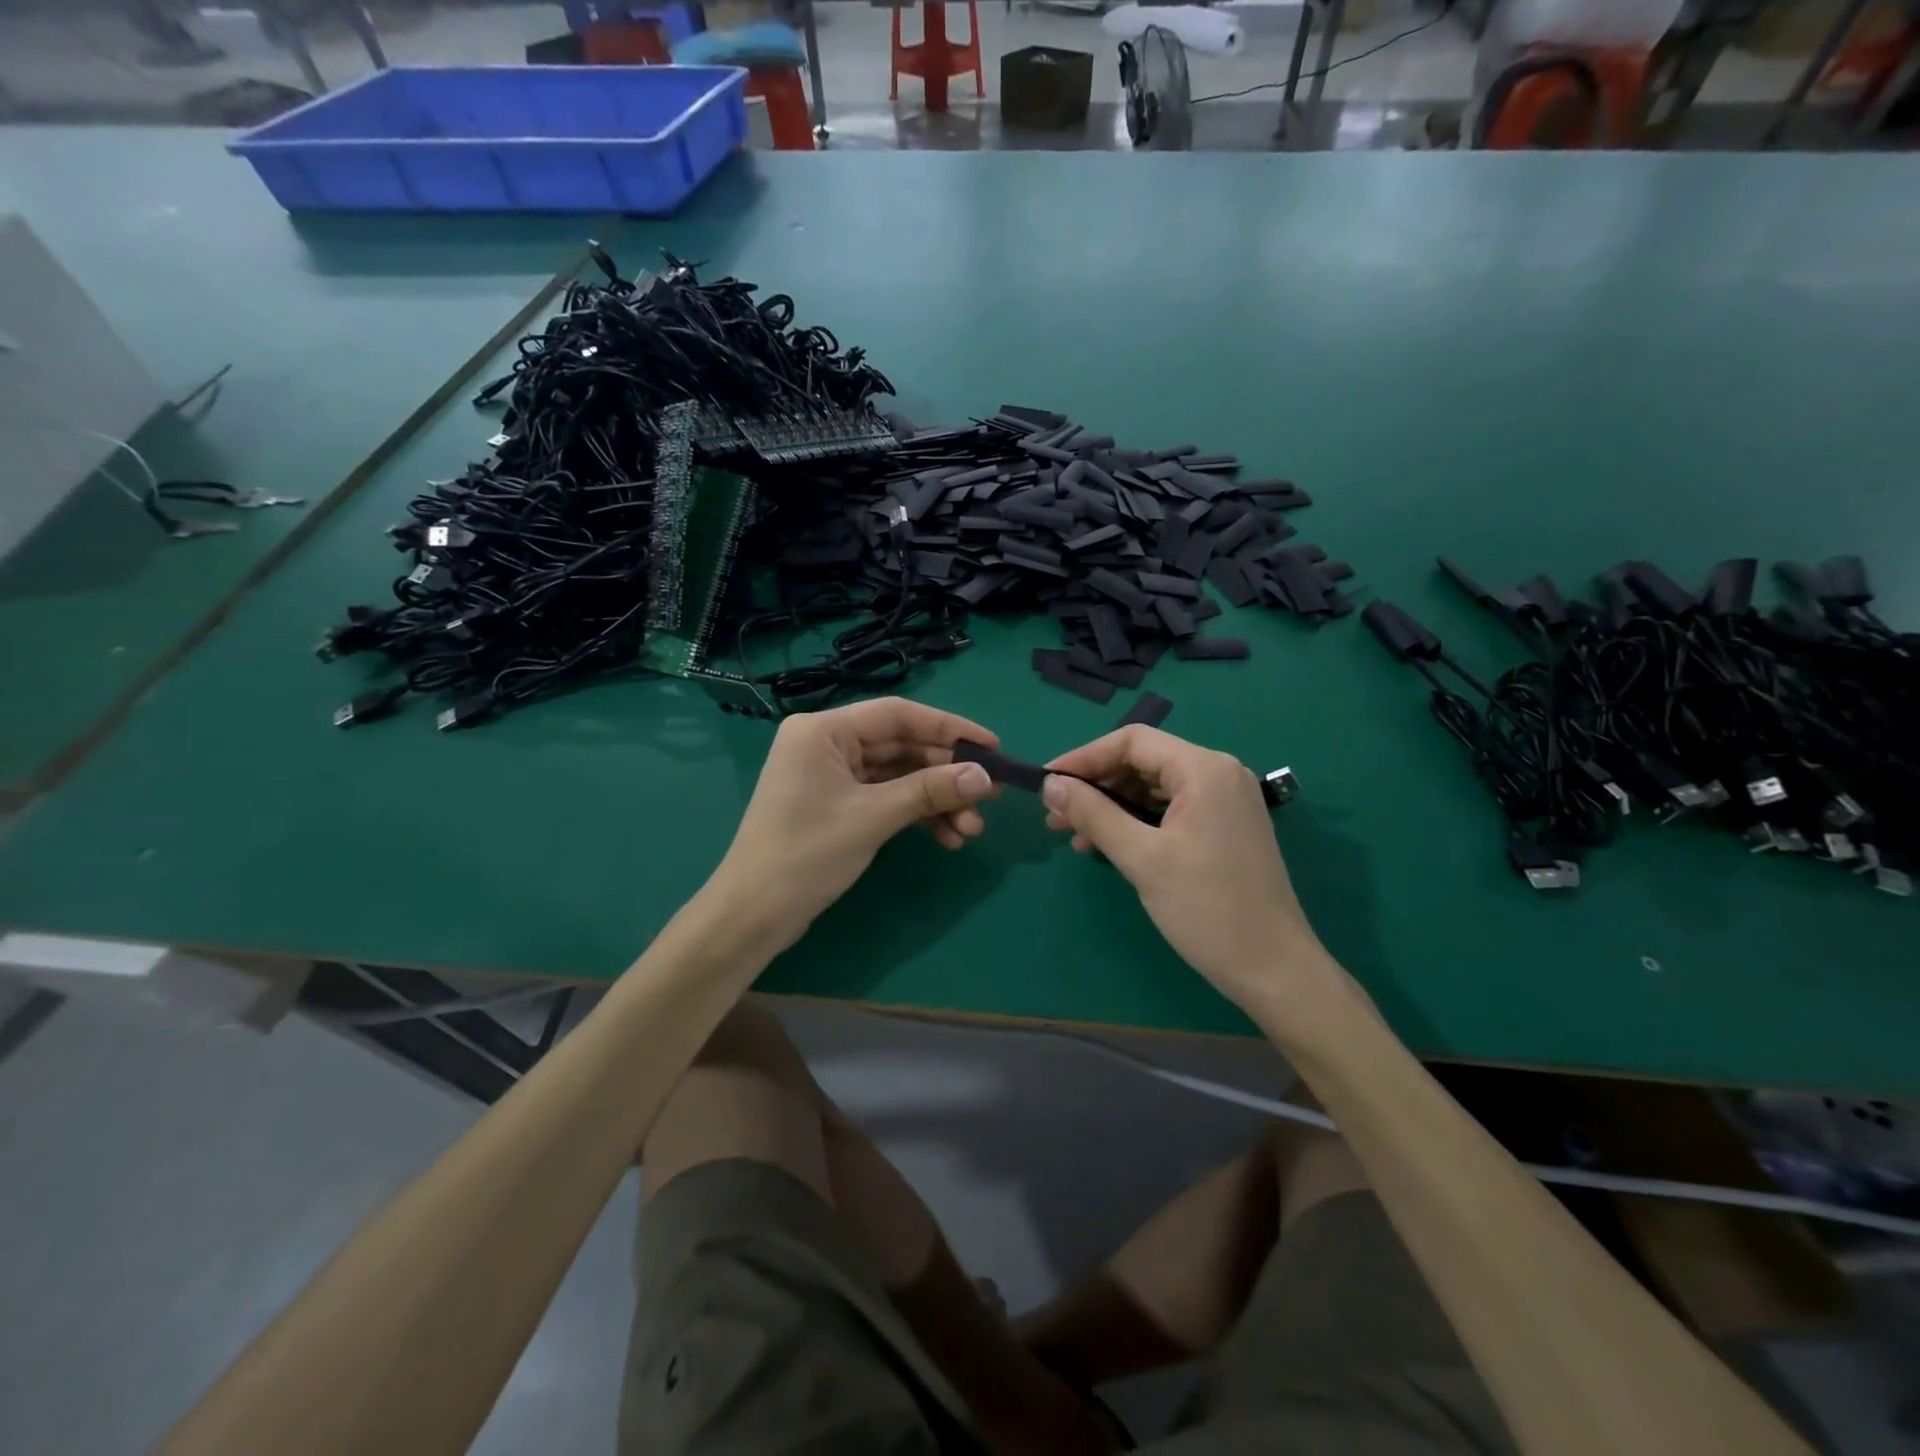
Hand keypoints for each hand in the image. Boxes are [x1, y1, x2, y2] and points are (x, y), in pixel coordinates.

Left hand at [710, 698, 999, 951]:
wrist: (753, 916)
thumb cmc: (806, 854)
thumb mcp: (873, 817)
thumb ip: (930, 790)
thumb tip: (985, 777)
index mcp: (824, 730)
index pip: (898, 715)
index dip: (949, 728)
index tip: (991, 746)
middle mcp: (827, 744)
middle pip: (901, 747)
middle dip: (946, 774)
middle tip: (991, 795)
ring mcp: (832, 776)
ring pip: (898, 777)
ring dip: (936, 800)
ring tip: (972, 829)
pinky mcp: (837, 805)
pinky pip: (886, 798)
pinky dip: (916, 815)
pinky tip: (947, 837)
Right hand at [1041, 726, 1319, 1003]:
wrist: (1274, 969)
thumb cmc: (1206, 908)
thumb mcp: (1141, 858)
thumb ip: (1093, 814)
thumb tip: (1049, 785)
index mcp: (1204, 769)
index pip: (1132, 741)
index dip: (1083, 757)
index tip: (1047, 783)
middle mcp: (1218, 773)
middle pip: (1143, 761)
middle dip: (1095, 785)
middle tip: (1055, 816)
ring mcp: (1226, 800)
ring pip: (1154, 787)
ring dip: (1112, 805)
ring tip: (1074, 836)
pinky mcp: (1226, 826)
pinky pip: (1171, 809)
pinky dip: (1137, 821)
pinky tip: (1108, 845)